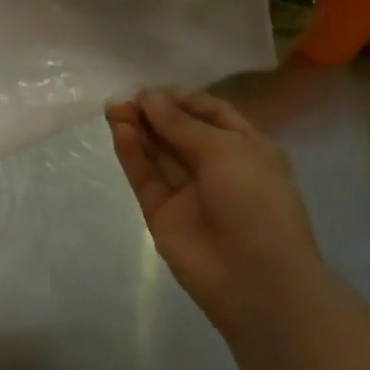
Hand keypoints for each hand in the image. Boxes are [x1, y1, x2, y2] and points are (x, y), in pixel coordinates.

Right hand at [106, 88, 322, 326]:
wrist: (256, 279)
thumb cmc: (256, 203)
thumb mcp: (225, 151)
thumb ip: (181, 124)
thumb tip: (147, 97)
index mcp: (246, 149)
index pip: (211, 114)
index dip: (182, 99)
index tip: (154, 90)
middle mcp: (217, 168)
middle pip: (179, 132)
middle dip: (154, 113)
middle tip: (125, 99)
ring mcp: (187, 192)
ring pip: (158, 153)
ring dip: (138, 129)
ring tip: (114, 109)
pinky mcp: (161, 212)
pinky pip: (145, 177)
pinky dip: (132, 154)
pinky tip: (120, 132)